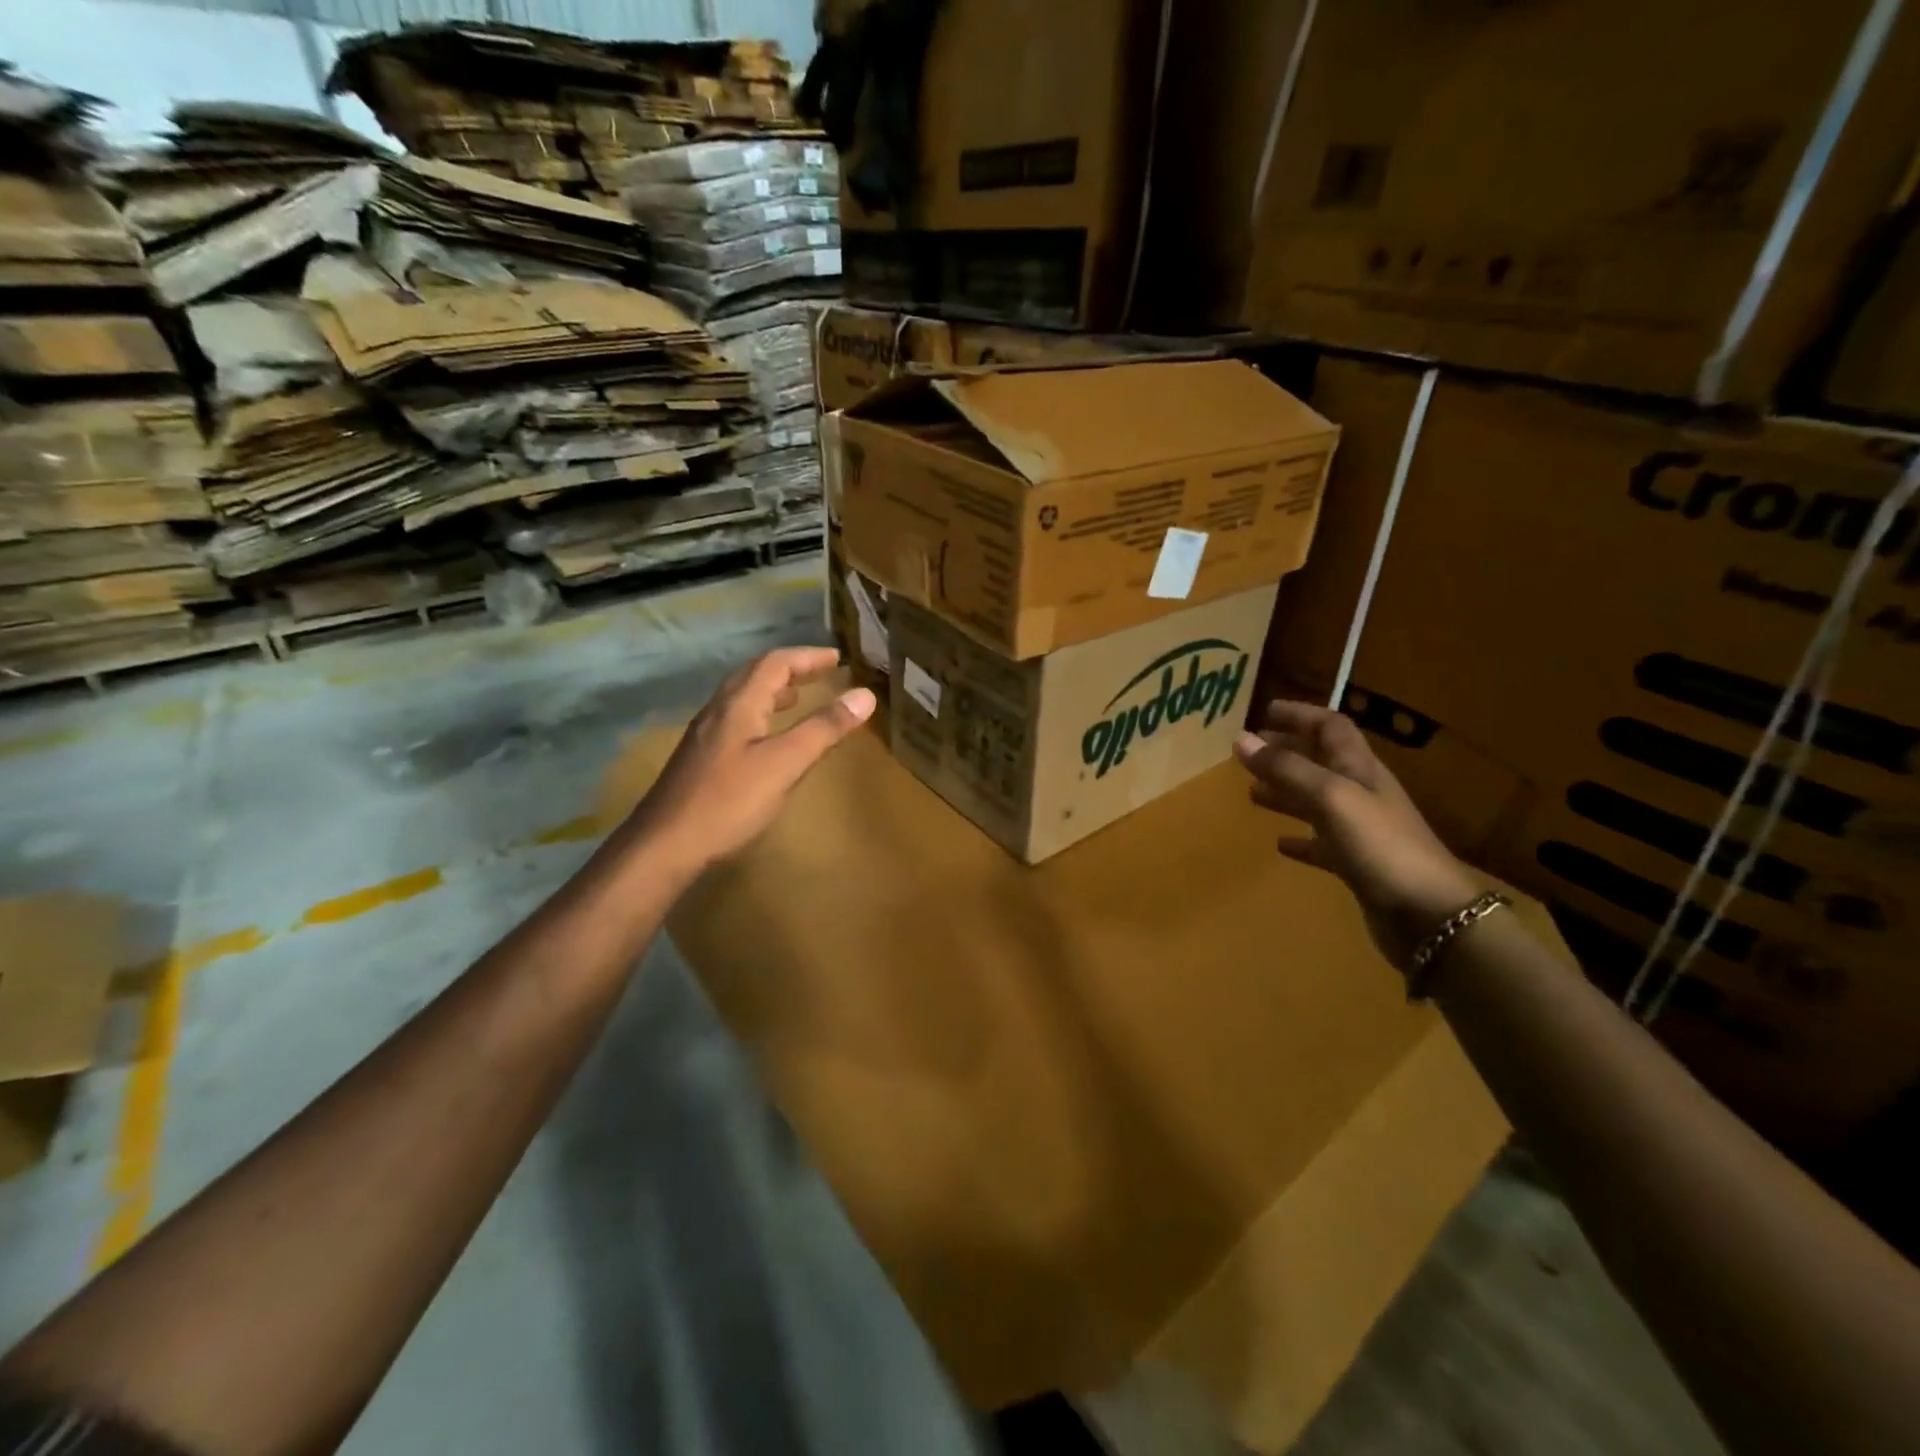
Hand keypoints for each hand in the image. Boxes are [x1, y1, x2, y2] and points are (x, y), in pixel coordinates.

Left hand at [626, 647, 874, 874]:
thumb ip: (823, 729)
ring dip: (773, 691)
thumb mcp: (785, 764)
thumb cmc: (728, 802)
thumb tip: (865, 695)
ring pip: (743, 698)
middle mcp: (718, 711)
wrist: (664, 846)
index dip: (807, 657)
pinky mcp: (701, 759)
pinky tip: (768, 739)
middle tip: (822, 673)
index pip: (775, 663)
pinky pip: (737, 720)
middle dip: (791, 669)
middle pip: (755, 675)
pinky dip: (762, 714)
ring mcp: (705, 735)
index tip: (837, 659)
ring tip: (799, 698)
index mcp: (739, 704)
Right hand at [1235, 700, 1481, 968]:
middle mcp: (1361, 793)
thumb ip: (1286, 769)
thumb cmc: (1381, 845)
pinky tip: (1279, 844)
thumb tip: (1241, 739)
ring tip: (1252, 793)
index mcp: (1360, 769)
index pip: (1331, 727)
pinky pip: (1321, 844)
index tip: (1264, 712)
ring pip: (1316, 801)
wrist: (1430, 915)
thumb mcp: (1330, 798)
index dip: (1300, 715)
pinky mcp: (1357, 865)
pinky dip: (1299, 839)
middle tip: (1250, 752)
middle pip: (1321, 761)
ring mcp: (1361, 830)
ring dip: (1286, 793)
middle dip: (1287, 752)